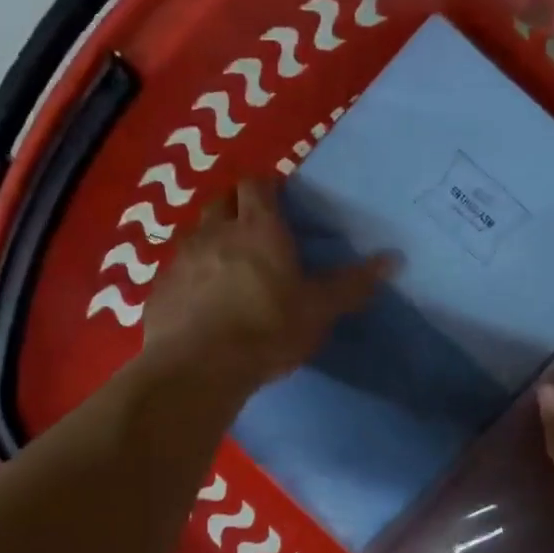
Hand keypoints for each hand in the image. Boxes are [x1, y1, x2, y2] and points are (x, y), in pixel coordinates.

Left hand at [139, 179, 392, 395]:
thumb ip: (352, 284)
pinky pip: (177, 269)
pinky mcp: (160, 288)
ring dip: (212, 239)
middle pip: (222, 200)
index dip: (267, 185)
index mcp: (258, 228)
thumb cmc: (266, 330)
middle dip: (236, 205)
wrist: (198, 368)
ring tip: (228, 265)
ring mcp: (182, 258)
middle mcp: (215, 232)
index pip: (257, 184)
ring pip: (197, 233)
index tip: (279, 197)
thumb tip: (394, 259)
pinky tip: (201, 300)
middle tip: (254, 226)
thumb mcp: (318, 310)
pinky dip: (191, 274)